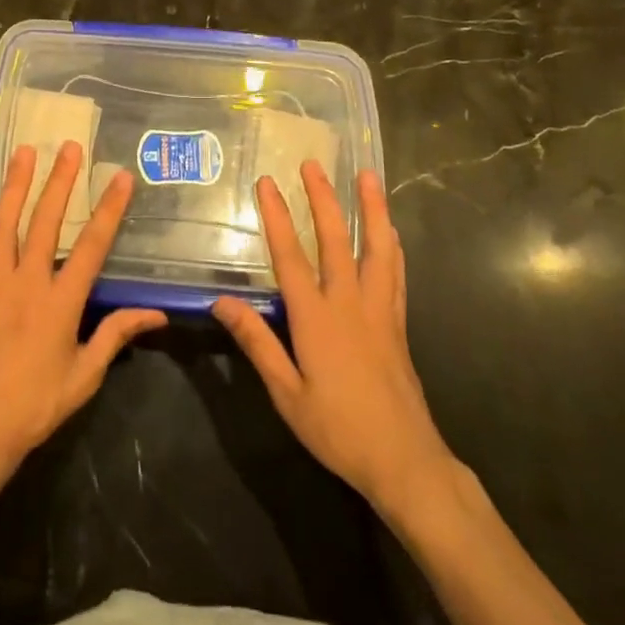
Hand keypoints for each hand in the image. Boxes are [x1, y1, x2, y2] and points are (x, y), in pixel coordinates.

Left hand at [0, 141, 167, 477]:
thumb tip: (157, 314)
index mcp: (60, 301)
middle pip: (45, 221)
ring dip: (14, 185)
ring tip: (24, 152)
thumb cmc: (37, 403)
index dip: (109, 210)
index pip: (91, 246)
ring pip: (2, 224)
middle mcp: (26, 282)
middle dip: (60, 181)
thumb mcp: (85, 374)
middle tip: (69, 147)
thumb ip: (117, 335)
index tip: (121, 178)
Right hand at [213, 163, 457, 515]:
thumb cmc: (337, 428)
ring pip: (376, 248)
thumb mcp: (285, 392)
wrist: (404, 460)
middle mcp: (349, 303)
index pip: (290, 256)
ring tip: (368, 177)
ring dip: (370, 209)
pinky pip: (396, 273)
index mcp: (316, 318)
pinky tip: (391, 231)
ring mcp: (379, 310)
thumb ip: (256, 342)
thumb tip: (221, 301)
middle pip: (335, 240)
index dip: (277, 217)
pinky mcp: (398, 324)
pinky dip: (392, 246)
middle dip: (322, 199)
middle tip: (313, 164)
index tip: (267, 183)